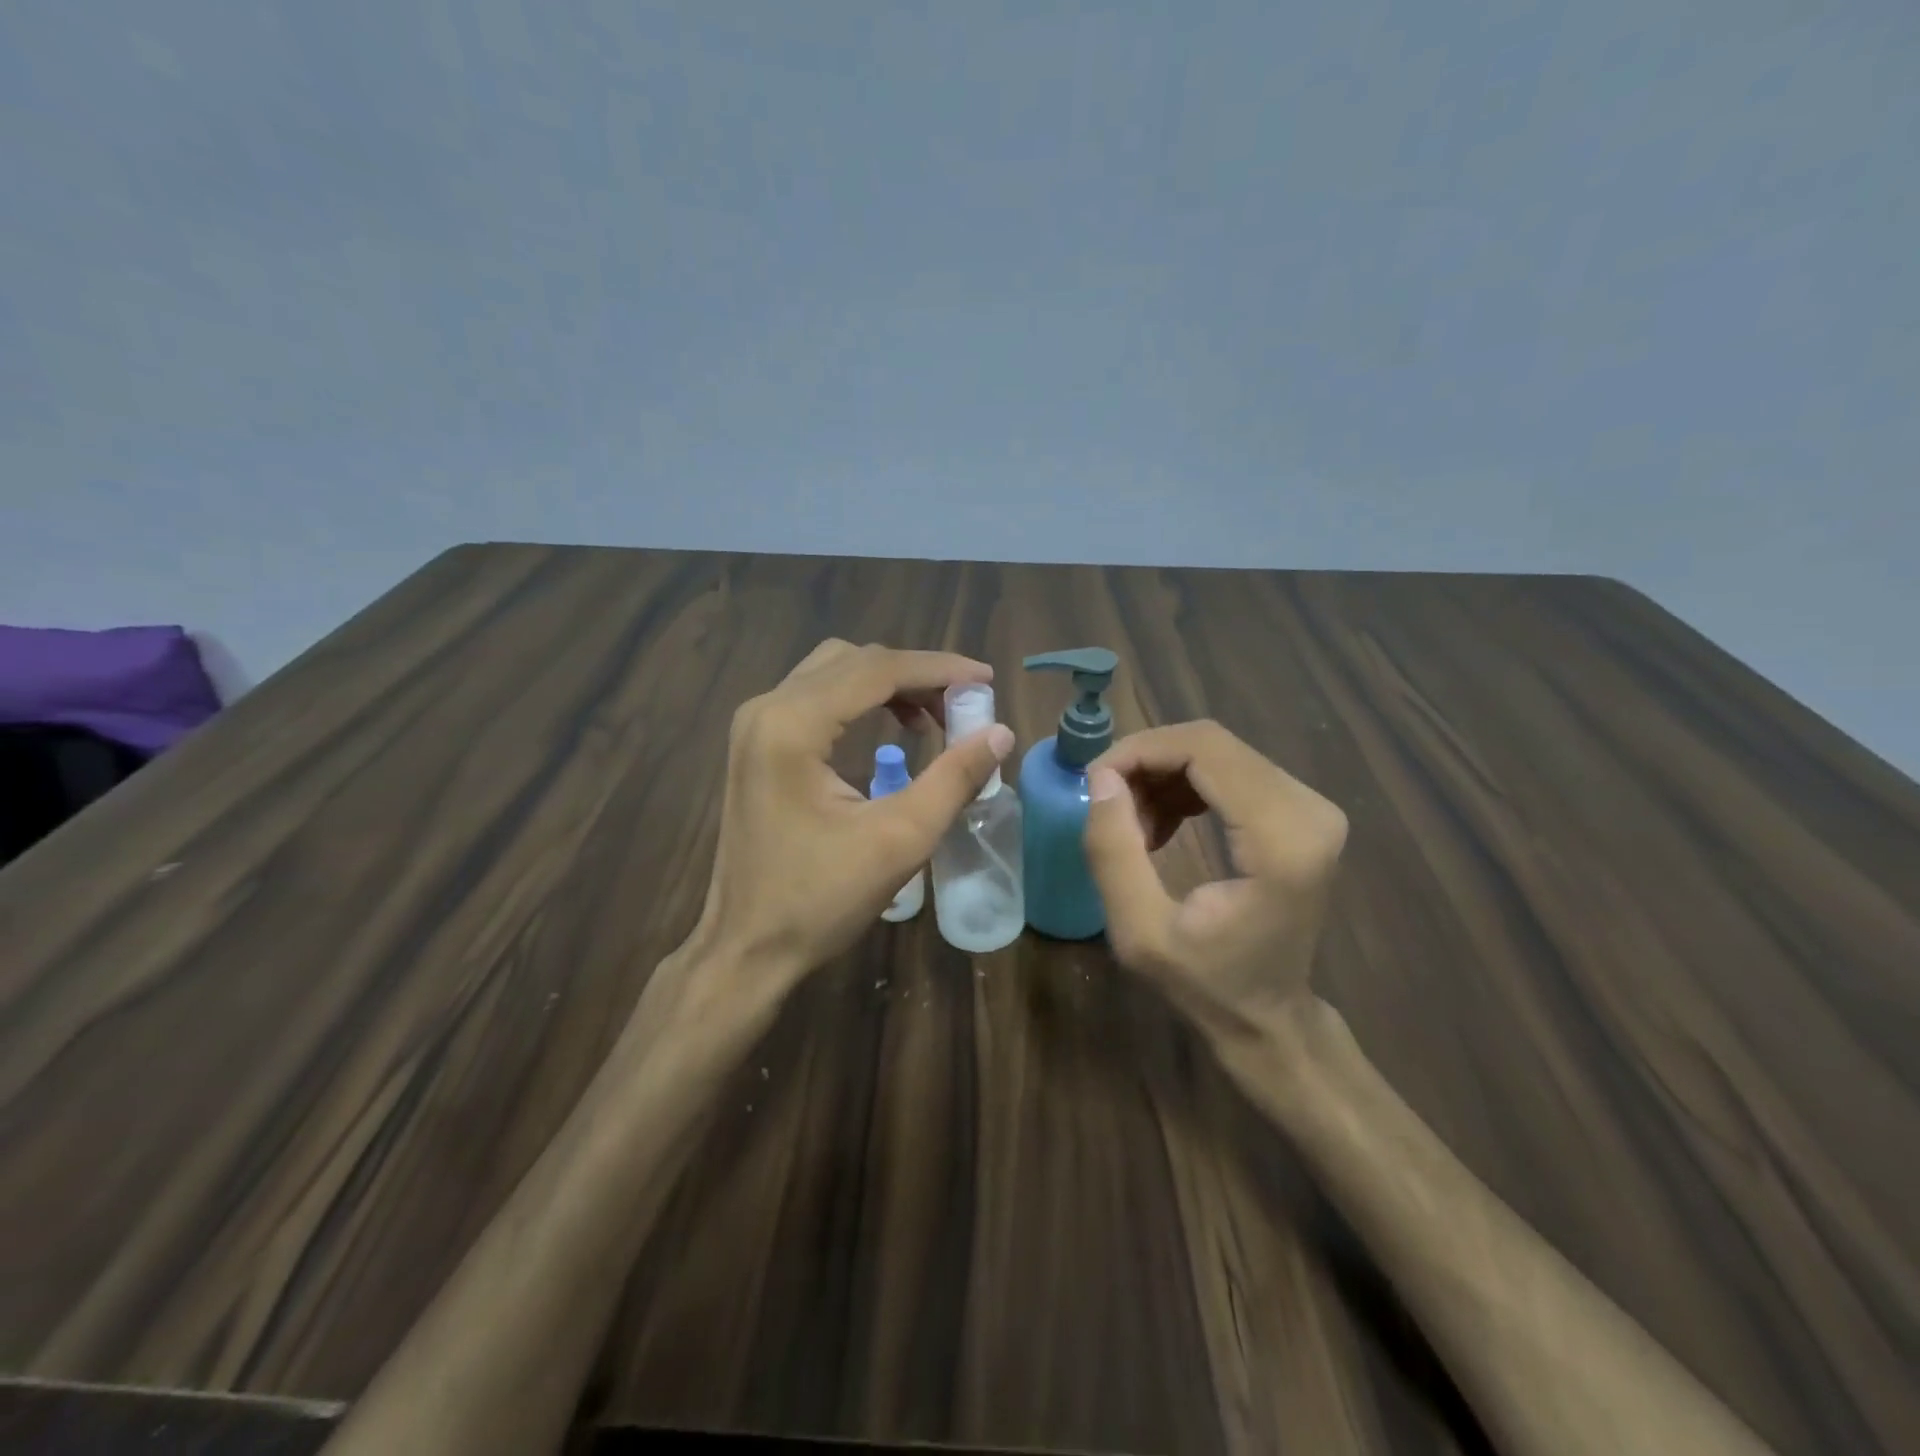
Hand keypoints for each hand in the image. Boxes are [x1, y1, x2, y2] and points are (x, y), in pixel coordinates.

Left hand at [690, 640, 1013, 989]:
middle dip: (915, 674)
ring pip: (832, 673)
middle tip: (964, 704)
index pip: (876, 669)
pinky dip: (860, 701)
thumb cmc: (819, 899)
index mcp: (792, 725)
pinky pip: (815, 698)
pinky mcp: (757, 745)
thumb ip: (953, 779)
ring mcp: (755, 726)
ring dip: (888, 684)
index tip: (986, 680)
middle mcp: (766, 709)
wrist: (746, 947)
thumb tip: (1000, 733)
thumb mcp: (899, 840)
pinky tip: (892, 728)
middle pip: (853, 661)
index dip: (938, 668)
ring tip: (934, 717)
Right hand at [1083, 720, 1347, 1043]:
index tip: (1094, 781)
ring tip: (1130, 825)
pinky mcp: (1302, 811)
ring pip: (1217, 753)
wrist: (1269, 1017)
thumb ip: (1113, 853)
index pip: (1205, 750)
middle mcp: (1309, 810)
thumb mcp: (1139, 931)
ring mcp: (1312, 807)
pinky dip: (1183, 785)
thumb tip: (1100, 778)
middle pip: (1211, 744)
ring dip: (1160, 775)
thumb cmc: (1206, 983)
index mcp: (1281, 840)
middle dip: (1145, 763)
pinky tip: (1159, 826)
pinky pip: (1230, 770)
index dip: (1140, 752)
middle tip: (1106, 804)